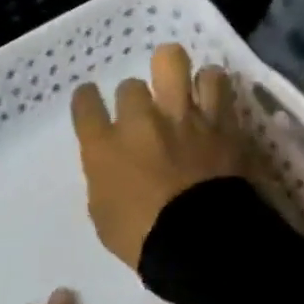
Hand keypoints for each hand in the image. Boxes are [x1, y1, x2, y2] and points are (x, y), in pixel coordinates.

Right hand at [71, 44, 249, 269]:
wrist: (199, 242)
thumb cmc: (142, 239)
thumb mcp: (104, 215)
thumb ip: (104, 181)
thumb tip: (113, 169)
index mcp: (104, 147)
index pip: (85, 102)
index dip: (88, 100)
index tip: (93, 104)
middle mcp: (140, 121)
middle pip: (130, 85)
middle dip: (136, 99)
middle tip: (146, 117)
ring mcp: (182, 116)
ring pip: (173, 62)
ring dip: (176, 77)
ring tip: (183, 95)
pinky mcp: (219, 120)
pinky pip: (216, 81)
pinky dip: (213, 87)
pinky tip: (212, 100)